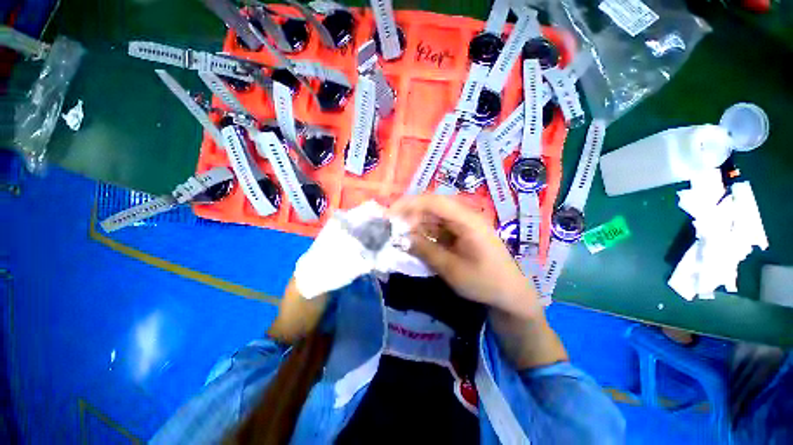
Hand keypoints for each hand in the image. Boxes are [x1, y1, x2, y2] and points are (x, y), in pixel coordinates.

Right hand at [388, 195, 541, 319]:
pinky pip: (438, 228)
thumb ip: (425, 250)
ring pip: (433, 218)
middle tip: (392, 229)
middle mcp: (465, 217)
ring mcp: (463, 225)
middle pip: (432, 207)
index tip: (390, 215)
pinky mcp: (460, 233)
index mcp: (467, 220)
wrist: (510, 294)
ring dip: (415, 225)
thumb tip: (401, 238)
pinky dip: (424, 233)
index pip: (434, 202)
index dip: (409, 204)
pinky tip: (414, 241)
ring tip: (399, 236)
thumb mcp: (452, 269)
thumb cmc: (484, 282)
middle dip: (410, 215)